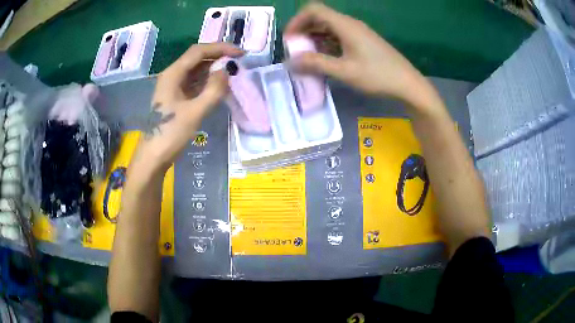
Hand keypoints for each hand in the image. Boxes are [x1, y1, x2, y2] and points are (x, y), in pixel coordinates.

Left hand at [133, 43, 242, 172]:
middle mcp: (172, 76)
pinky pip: (194, 82)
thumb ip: (213, 90)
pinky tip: (220, 85)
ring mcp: (173, 86)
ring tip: (233, 72)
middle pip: (197, 58)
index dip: (220, 48)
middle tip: (239, 62)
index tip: (240, 53)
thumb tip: (227, 70)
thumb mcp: (195, 113)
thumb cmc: (170, 134)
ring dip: (214, 68)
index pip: (198, 51)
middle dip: (218, 56)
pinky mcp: (176, 97)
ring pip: (196, 70)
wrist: (153, 157)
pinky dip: (208, 81)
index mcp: (173, 74)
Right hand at [285, 3, 430, 104]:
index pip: (313, 10)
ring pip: (329, 28)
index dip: (297, 21)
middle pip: (320, 18)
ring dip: (314, 39)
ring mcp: (357, 32)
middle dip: (303, 31)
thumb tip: (290, 61)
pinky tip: (324, 59)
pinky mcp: (362, 41)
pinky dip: (326, 44)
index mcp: (345, 25)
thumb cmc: (378, 76)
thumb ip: (316, 64)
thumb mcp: (345, 71)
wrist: (408, 84)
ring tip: (307, 58)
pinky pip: (338, 37)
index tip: (289, 39)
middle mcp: (350, 24)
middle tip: (295, 51)